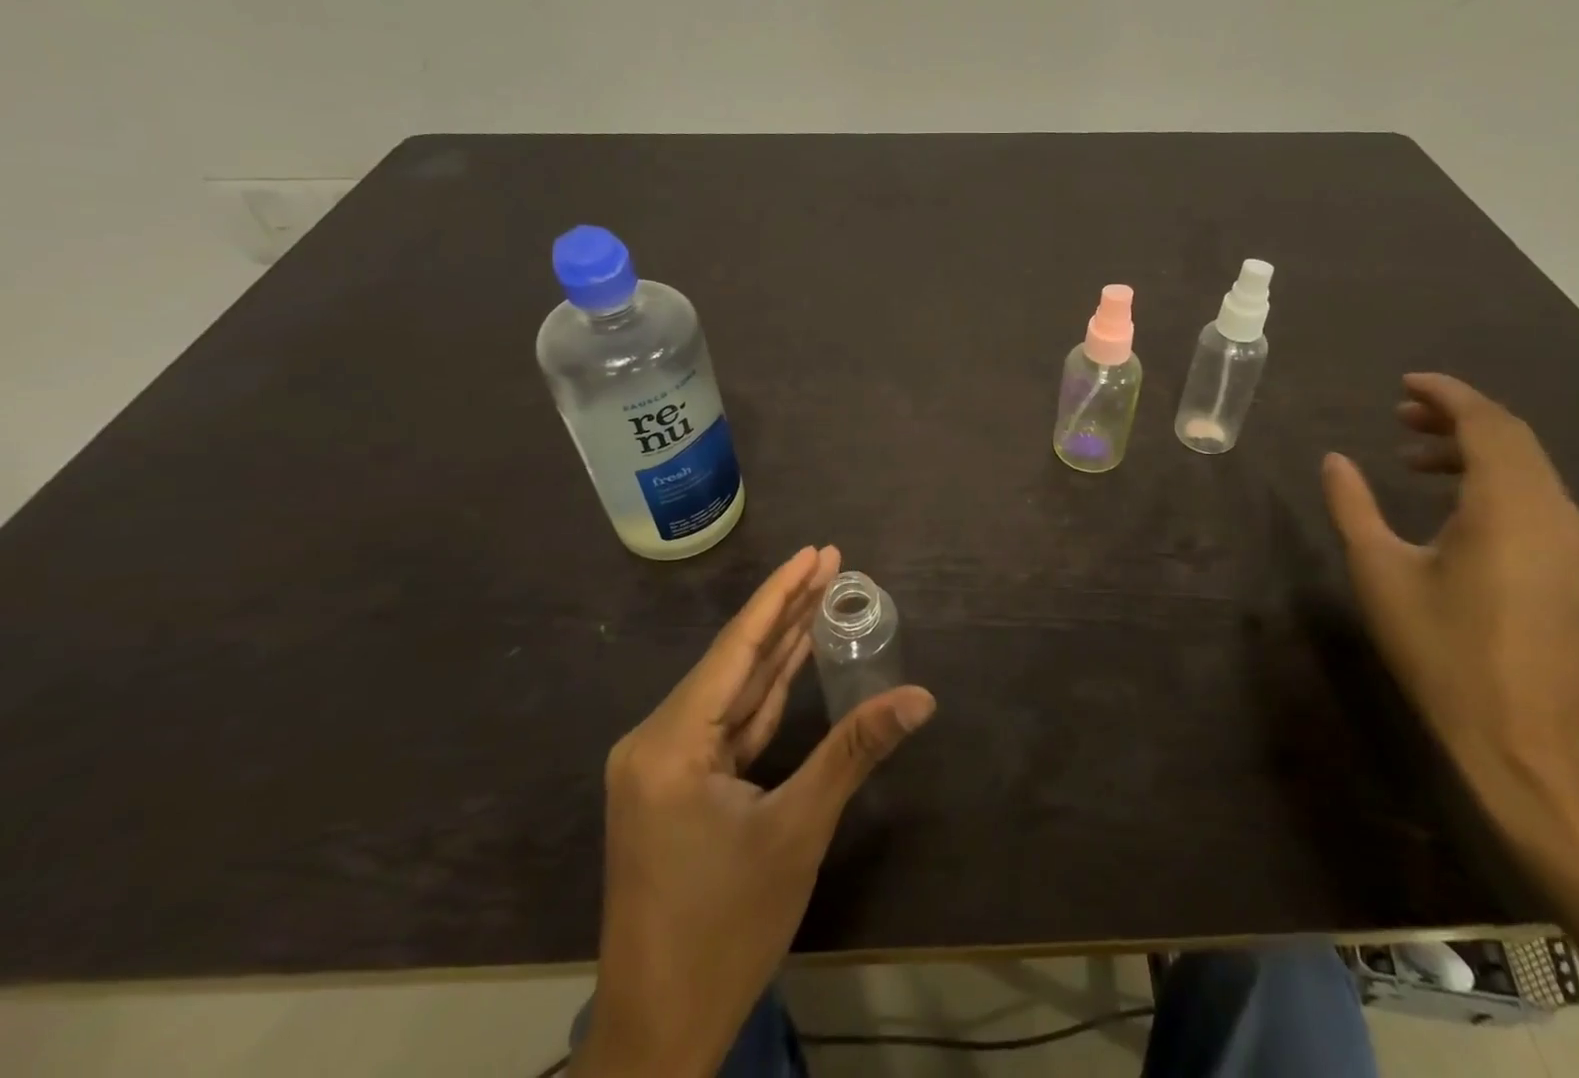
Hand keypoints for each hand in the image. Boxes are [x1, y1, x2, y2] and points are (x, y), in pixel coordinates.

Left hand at [577, 546, 936, 1077]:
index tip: (815, 551)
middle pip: (735, 659)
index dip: (781, 595)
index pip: (737, 647)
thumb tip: (920, 696)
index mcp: (670, 743)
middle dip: (786, 610)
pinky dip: (764, 692)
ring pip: (732, 689)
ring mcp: (664, 764)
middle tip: (830, 560)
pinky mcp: (676, 785)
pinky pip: (727, 723)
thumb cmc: (725, 931)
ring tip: (820, 594)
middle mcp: (657, 740)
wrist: (659, 1033)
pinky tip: (792, 658)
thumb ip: (855, 750)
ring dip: (778, 646)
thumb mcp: (797, 832)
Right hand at [1321, 374, 1578, 822]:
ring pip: (1526, 464)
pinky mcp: (1570, 565)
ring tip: (1412, 456)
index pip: (1486, 423)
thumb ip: (1354, 507)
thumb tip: (1335, 460)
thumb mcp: (1380, 573)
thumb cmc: (1444, 651)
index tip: (1405, 383)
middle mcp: (1552, 511)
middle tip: (1399, 414)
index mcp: (1509, 506)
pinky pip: (1534, 493)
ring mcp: (1569, 540)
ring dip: (1472, 446)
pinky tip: (1449, 500)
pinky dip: (1491, 476)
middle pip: (1511, 436)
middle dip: (1456, 415)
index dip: (1447, 393)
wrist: (1525, 741)